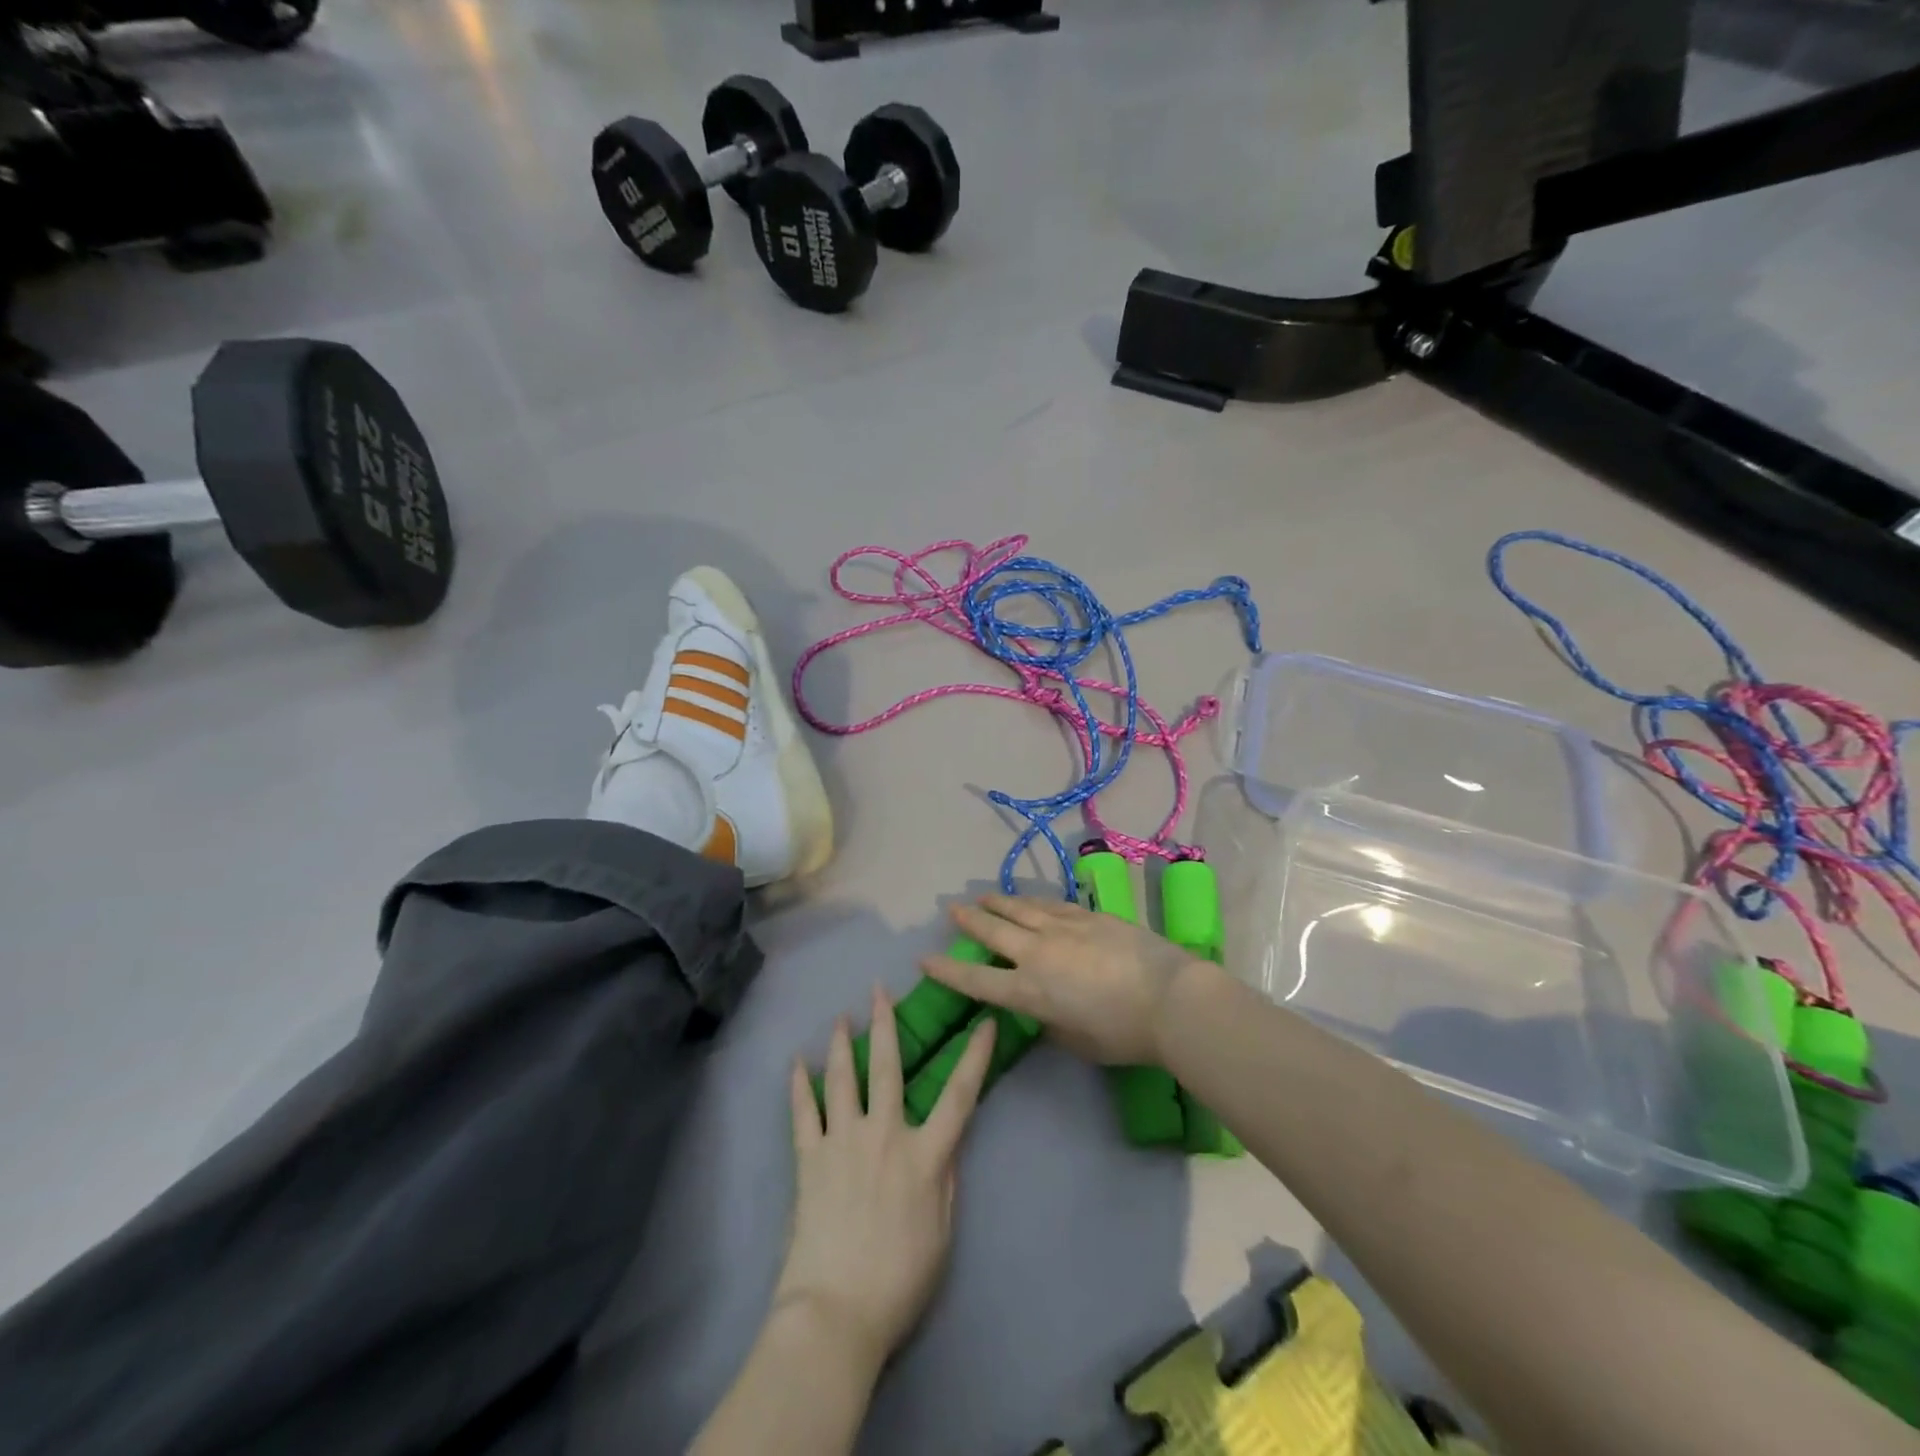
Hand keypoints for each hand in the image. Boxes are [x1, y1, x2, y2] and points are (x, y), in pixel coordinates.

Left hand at [774, 986, 996, 1371]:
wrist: (836, 1313)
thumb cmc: (900, 1280)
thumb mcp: (942, 1233)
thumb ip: (946, 1180)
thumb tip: (948, 1142)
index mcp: (925, 1155)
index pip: (959, 1095)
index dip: (974, 1056)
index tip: (984, 1022)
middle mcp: (885, 1134)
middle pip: (887, 1067)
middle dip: (885, 1024)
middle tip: (879, 989)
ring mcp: (844, 1142)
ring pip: (842, 1079)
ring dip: (841, 1044)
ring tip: (839, 1017)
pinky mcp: (810, 1159)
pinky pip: (803, 1113)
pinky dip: (799, 1086)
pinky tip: (795, 1064)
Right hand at [920, 894, 1207, 1064]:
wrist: (1170, 998)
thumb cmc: (1123, 1034)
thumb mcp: (1077, 1041)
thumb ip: (1051, 1022)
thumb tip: (1044, 1008)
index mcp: (1029, 991)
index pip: (976, 980)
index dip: (947, 970)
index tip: (925, 959)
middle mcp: (1038, 953)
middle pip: (993, 930)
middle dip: (969, 920)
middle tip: (951, 910)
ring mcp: (1064, 928)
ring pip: (1021, 909)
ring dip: (998, 902)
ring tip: (983, 896)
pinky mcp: (1089, 915)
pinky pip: (1052, 904)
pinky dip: (1034, 902)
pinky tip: (1030, 899)